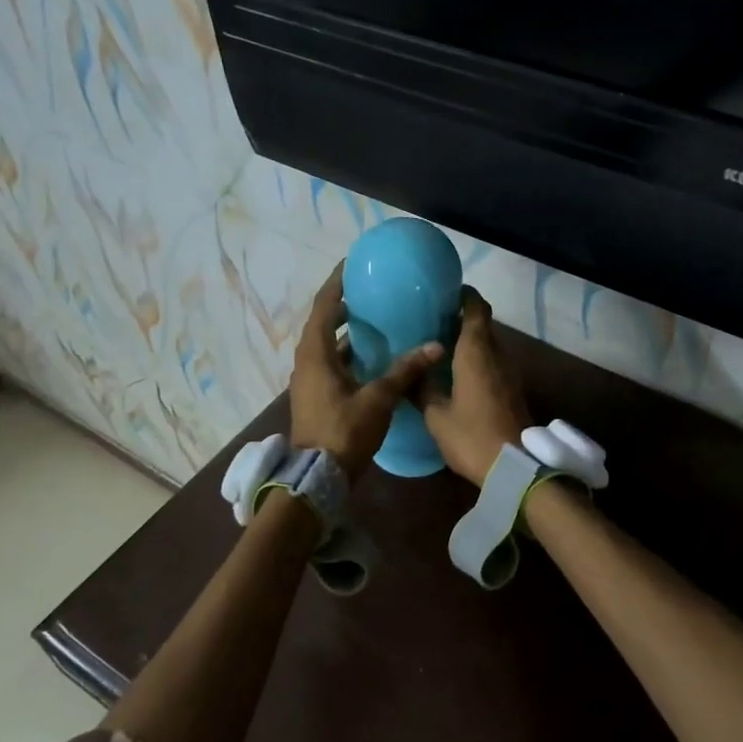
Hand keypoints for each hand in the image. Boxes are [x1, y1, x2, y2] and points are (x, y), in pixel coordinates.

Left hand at [291, 265, 443, 479]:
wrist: (317, 477)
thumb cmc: (344, 432)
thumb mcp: (378, 399)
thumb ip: (405, 370)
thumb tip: (435, 346)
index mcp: (315, 354)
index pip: (323, 307)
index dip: (337, 283)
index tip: (352, 264)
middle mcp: (307, 362)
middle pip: (322, 324)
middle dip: (343, 306)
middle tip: (370, 292)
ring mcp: (309, 381)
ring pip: (327, 346)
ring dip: (346, 333)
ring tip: (375, 320)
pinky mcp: (316, 397)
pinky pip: (331, 364)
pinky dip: (348, 355)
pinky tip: (373, 358)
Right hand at [420, 287, 530, 485]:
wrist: (514, 466)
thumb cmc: (471, 436)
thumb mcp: (436, 415)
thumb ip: (421, 389)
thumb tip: (408, 372)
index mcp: (476, 352)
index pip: (476, 308)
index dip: (463, 296)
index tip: (443, 293)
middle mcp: (496, 354)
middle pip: (482, 325)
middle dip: (460, 318)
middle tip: (430, 321)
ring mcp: (508, 373)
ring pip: (488, 345)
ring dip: (468, 341)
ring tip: (438, 346)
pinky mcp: (511, 390)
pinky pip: (492, 364)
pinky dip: (475, 360)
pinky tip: (455, 374)